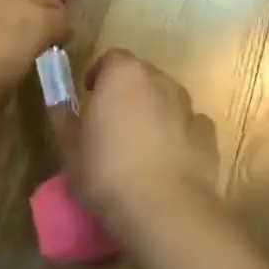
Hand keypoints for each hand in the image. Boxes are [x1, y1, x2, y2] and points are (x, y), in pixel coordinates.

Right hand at [76, 51, 220, 232]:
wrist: (165, 209)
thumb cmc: (107, 173)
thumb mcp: (69, 149)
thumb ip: (64, 120)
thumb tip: (60, 106)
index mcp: (124, 75)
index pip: (111, 59)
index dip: (100, 76)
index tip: (90, 97)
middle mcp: (160, 81)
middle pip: (142, 77)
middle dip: (127, 93)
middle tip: (112, 123)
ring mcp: (188, 106)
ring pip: (167, 99)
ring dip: (154, 112)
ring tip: (140, 146)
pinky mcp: (208, 134)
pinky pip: (188, 126)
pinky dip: (178, 135)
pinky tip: (168, 162)